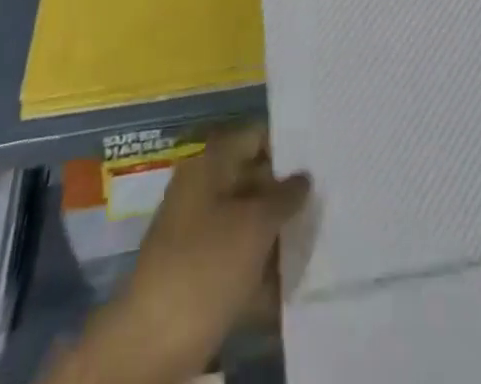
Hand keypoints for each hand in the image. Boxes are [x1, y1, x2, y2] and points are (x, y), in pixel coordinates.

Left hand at [55, 125, 309, 383]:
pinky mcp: (200, 274)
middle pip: (253, 179)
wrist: (152, 344)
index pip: (255, 136)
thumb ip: (285, 196)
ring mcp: (199, 234)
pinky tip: (293, 275)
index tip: (321, 154)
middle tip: (328, 195)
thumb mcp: (255, 225)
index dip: (288, 143)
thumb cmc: (206, 266)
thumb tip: (304, 177)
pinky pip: (239, 258)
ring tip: (319, 234)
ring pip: (248, 221)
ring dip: (278, 231)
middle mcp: (203, 191)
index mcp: (210, 164)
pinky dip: (262, 266)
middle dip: (287, 191)